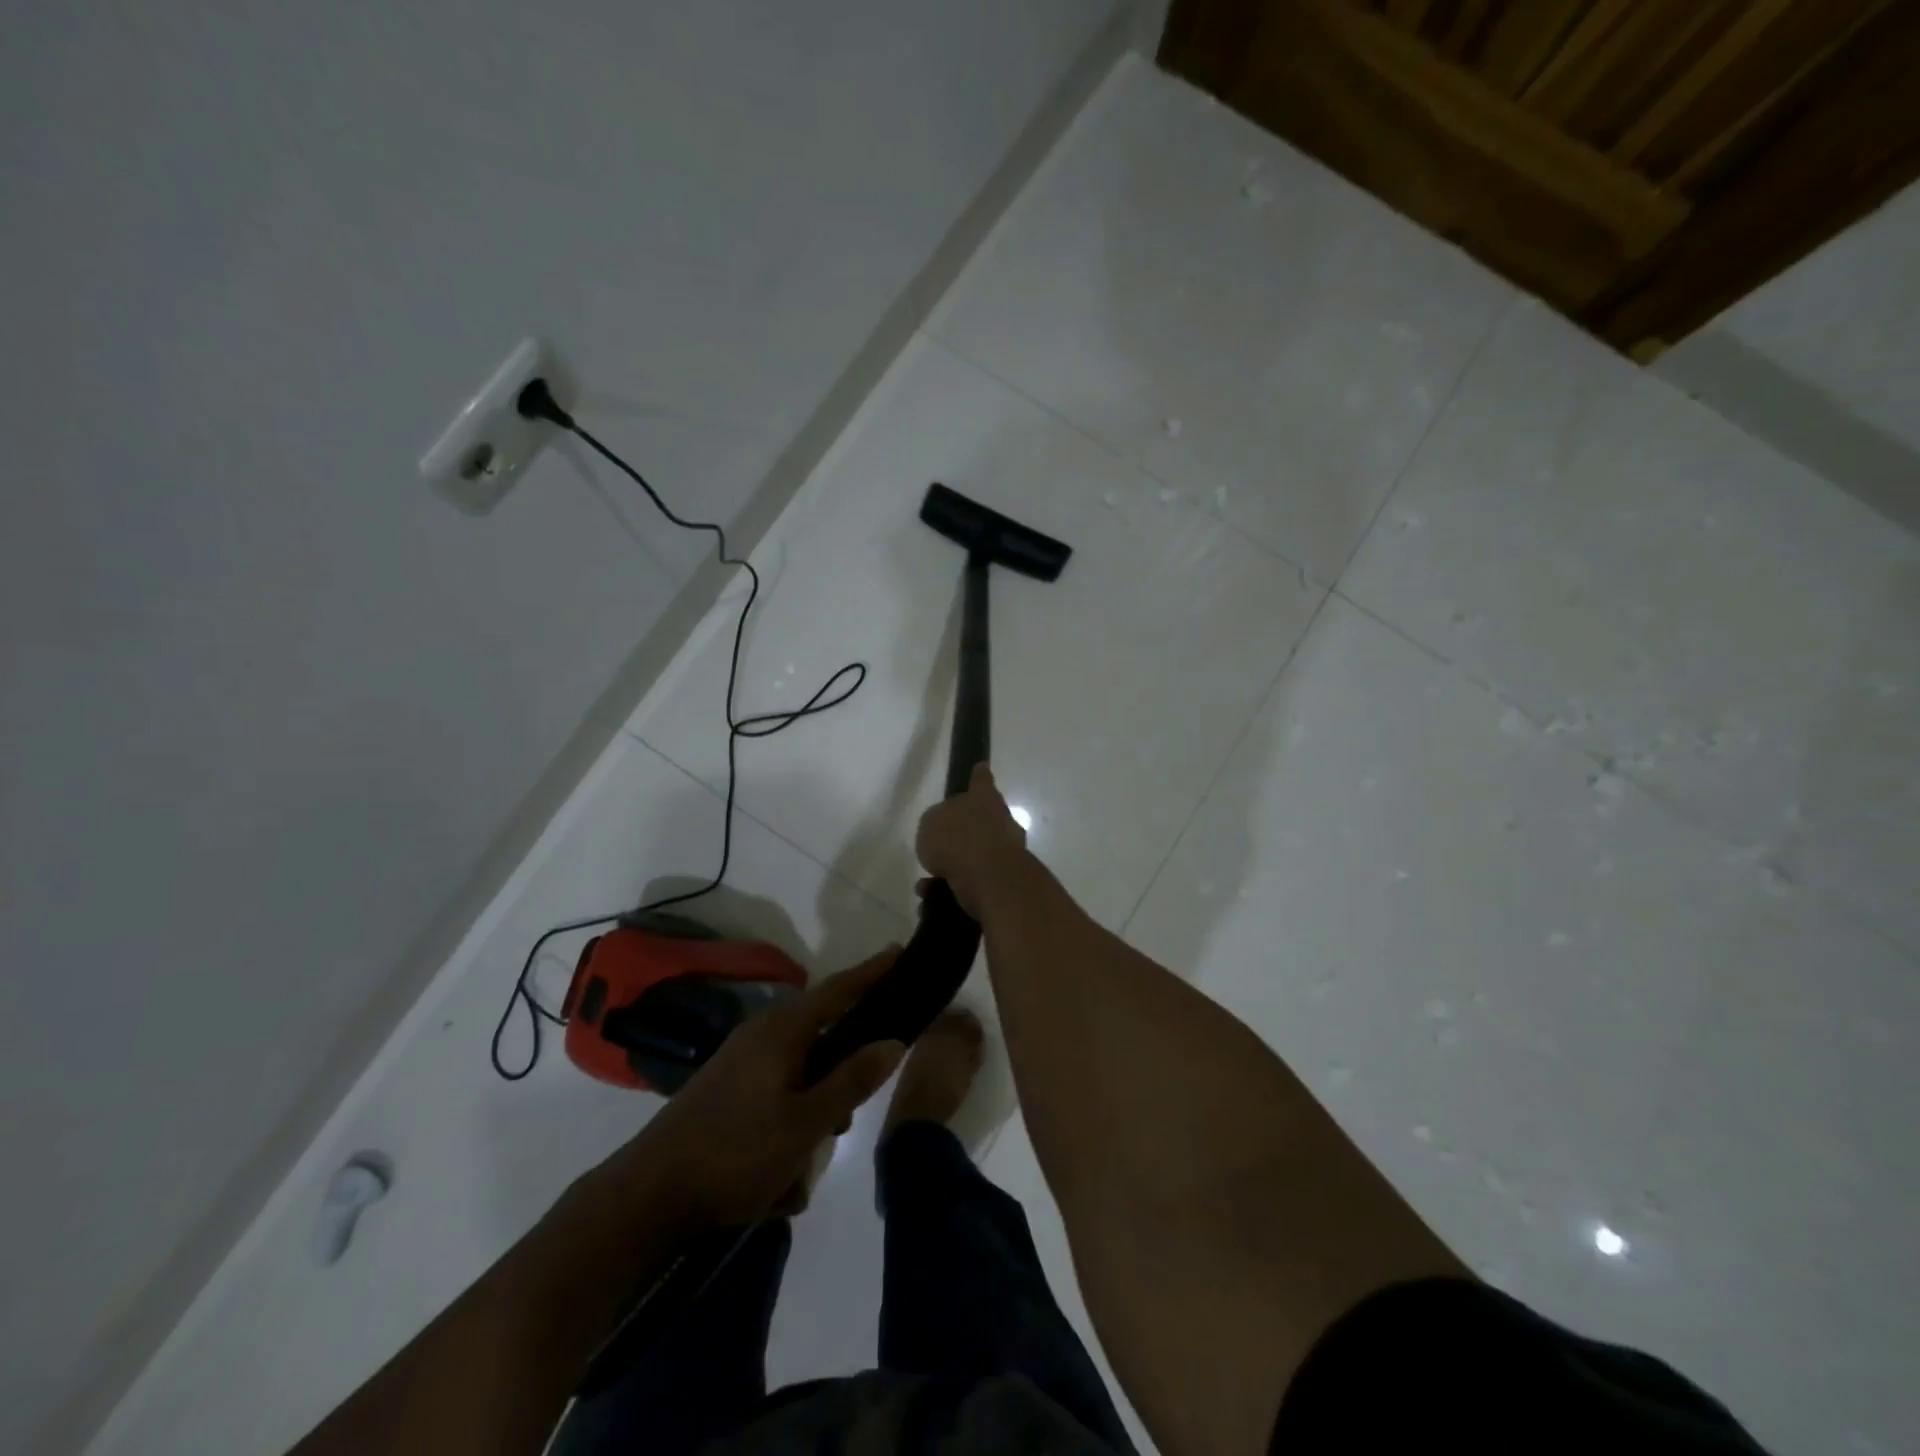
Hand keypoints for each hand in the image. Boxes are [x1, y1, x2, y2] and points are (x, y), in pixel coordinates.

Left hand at [599, 949, 906, 1229]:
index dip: (873, 972)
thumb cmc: (735, 1154)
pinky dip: (788, 1126)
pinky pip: (776, 1095)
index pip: (840, 989)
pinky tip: (780, 1178)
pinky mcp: (726, 1089)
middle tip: (851, 1112)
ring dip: (813, 1111)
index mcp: (783, 1030)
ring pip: (800, 1074)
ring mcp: (740, 1061)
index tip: (901, 952)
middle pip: (822, 1035)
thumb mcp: (806, 1124)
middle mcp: (761, 1033)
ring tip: (805, 1162)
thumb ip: (852, 1080)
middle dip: (842, 1072)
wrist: (646, 1197)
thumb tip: (893, 1040)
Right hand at [915, 763, 1029, 918]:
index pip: (981, 781)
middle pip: (982, 820)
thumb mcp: (930, 823)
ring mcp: (1007, 850)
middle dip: (963, 834)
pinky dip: (955, 888)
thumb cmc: (956, 839)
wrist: (989, 877)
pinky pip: (975, 881)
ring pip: (976, 855)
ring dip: (954, 867)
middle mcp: (1000, 820)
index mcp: (983, 798)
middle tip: (940, 846)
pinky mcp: (1005, 879)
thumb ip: (936, 823)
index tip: (981, 768)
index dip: (978, 776)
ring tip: (928, 882)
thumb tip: (944, 830)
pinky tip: (933, 898)